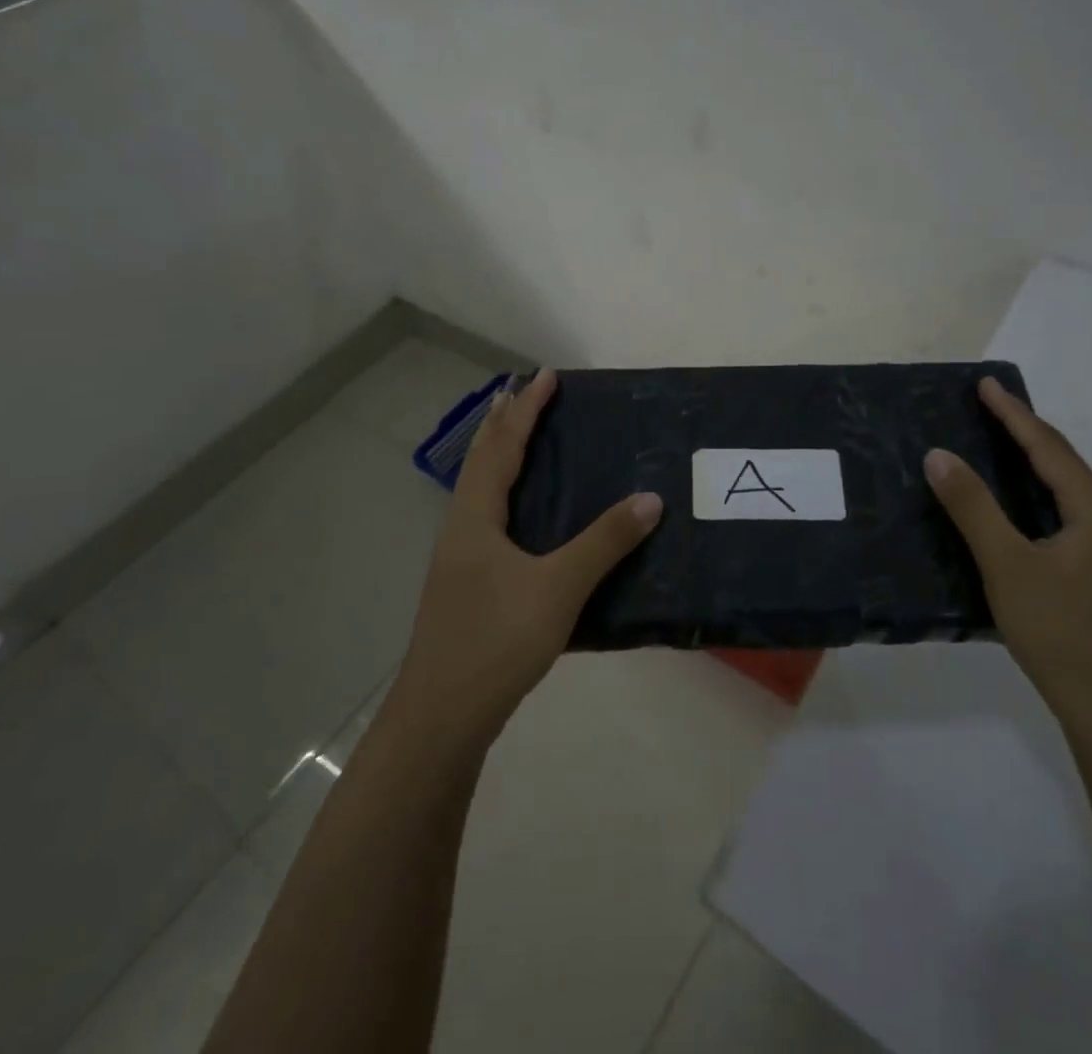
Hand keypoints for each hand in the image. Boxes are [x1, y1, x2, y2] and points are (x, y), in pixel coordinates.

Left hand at [390, 368, 662, 744]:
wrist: (441, 716)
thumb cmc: (496, 641)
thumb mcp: (558, 588)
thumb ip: (604, 542)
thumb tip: (650, 498)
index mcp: (476, 517)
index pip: (503, 446)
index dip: (526, 410)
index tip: (547, 376)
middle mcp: (461, 528)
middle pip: (482, 460)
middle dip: (505, 423)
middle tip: (528, 393)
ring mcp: (459, 559)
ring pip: (480, 490)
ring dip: (501, 456)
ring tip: (524, 439)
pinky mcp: (466, 585)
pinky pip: (487, 517)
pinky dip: (506, 493)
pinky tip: (524, 517)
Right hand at [925, 379, 1091, 745]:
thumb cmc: (1062, 634)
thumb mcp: (1007, 566)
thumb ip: (973, 507)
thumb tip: (939, 455)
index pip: (1049, 449)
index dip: (1014, 414)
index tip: (985, 384)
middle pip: (1066, 468)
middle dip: (1026, 435)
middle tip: (988, 410)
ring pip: (1070, 497)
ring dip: (1035, 469)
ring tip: (999, 451)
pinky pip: (1072, 522)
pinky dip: (1041, 502)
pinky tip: (1022, 515)